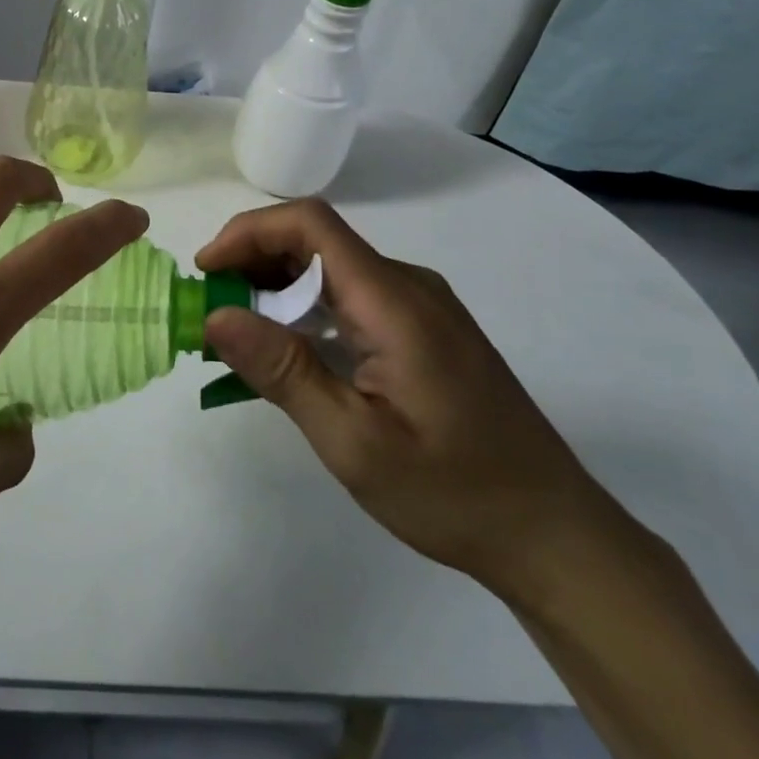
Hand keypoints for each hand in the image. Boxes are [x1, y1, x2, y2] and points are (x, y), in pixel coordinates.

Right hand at [197, 199, 622, 601]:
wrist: (553, 534)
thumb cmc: (453, 492)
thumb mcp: (354, 441)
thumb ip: (283, 371)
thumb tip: (216, 316)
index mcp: (393, 301)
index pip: (310, 224)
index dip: (248, 232)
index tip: (206, 271)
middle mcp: (408, 286)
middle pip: (316, 241)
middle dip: (252, 261)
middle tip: (211, 311)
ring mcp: (421, 306)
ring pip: (331, 268)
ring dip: (276, 287)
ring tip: (237, 333)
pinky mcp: (424, 330)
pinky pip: (352, 296)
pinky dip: (305, 309)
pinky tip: (287, 351)